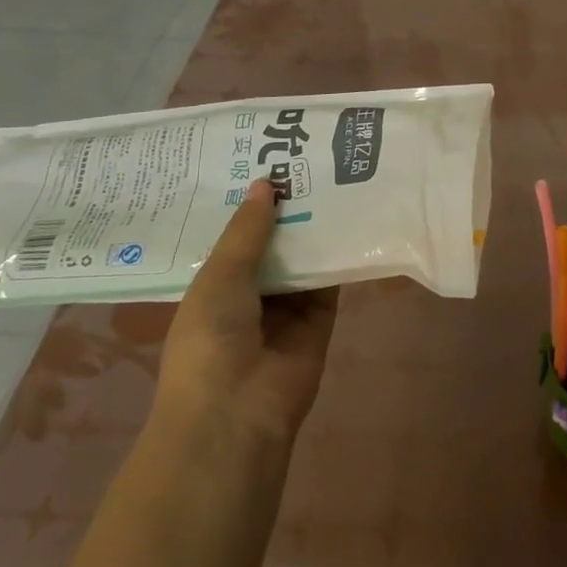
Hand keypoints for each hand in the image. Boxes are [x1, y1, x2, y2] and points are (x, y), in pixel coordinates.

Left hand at [156, 179, 338, 443]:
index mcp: (214, 283)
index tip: (264, 157)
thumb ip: (247, 231)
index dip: (247, 201)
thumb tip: (265, 182)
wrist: (239, 410)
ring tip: (333, 174)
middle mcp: (250, 290)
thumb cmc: (210, 340)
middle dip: (286, 207)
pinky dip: (341, 252)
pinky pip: (332, 277)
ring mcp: (287, 304)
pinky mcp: (321, 315)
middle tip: (306, 156)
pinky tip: (355, 214)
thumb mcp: (219, 277)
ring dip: (315, 225)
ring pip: (304, 255)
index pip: (233, 234)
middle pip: (272, 240)